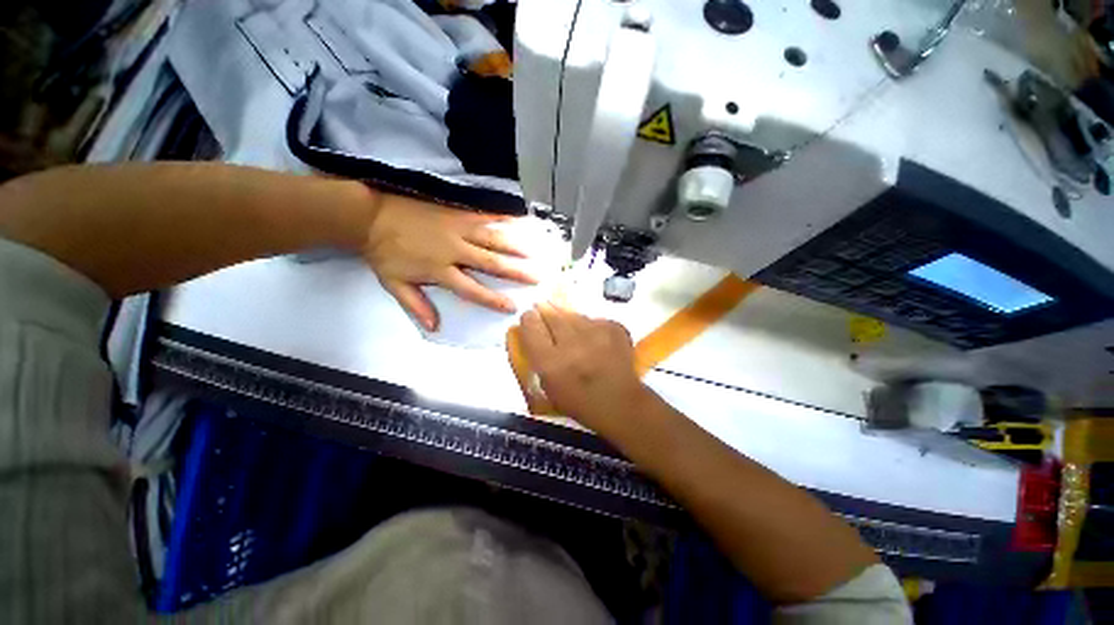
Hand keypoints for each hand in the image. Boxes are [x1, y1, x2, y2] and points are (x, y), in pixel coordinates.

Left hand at [363, 194, 538, 330]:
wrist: (370, 216)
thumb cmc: (384, 252)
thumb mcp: (394, 284)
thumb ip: (416, 305)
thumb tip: (434, 327)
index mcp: (440, 270)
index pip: (472, 289)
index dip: (492, 299)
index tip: (512, 307)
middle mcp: (455, 250)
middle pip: (490, 263)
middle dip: (516, 272)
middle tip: (537, 277)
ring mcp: (458, 228)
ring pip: (492, 239)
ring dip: (514, 246)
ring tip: (534, 251)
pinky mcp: (456, 212)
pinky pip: (484, 215)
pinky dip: (502, 218)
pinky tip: (518, 219)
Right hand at [518, 302, 650, 431]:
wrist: (620, 403)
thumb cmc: (579, 401)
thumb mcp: (548, 385)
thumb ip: (537, 358)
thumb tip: (531, 332)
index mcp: (551, 362)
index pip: (531, 327)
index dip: (529, 320)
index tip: (529, 317)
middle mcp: (571, 343)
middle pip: (552, 315)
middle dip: (545, 310)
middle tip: (542, 307)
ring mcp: (596, 333)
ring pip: (574, 314)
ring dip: (567, 316)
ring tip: (568, 324)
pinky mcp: (614, 328)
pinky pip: (594, 320)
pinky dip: (590, 325)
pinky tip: (592, 335)